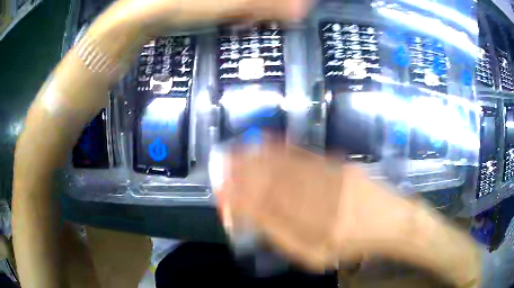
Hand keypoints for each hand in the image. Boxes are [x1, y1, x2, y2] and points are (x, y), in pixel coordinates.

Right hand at [216, 139, 481, 286]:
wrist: (393, 222)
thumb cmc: (354, 246)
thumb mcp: (317, 257)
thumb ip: (286, 239)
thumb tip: (256, 219)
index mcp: (316, 233)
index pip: (268, 213)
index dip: (241, 201)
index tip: (221, 193)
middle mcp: (323, 204)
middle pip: (274, 186)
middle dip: (242, 175)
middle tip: (220, 167)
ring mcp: (334, 180)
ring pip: (287, 167)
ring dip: (256, 159)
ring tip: (234, 153)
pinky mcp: (341, 165)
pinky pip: (306, 155)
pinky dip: (281, 148)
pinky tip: (265, 142)